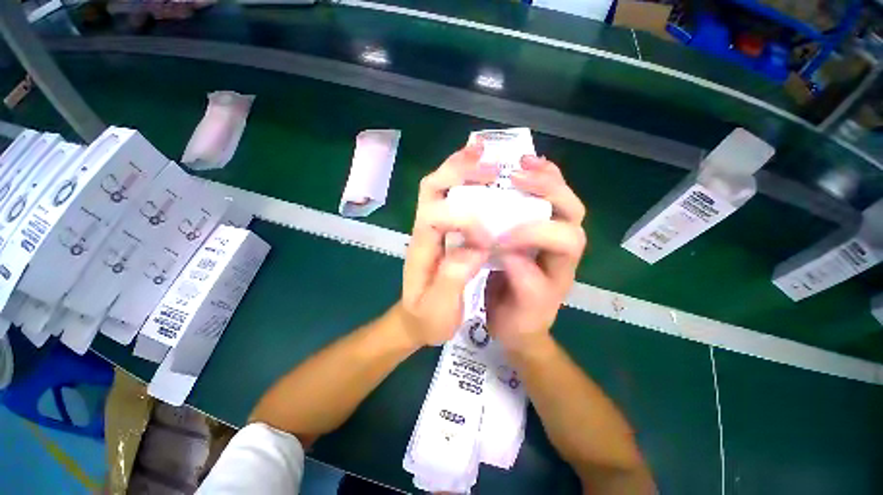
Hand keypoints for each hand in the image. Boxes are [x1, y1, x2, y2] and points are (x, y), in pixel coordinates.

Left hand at [399, 143, 497, 346]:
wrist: (415, 320)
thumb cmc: (426, 317)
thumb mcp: (438, 308)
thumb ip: (453, 278)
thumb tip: (477, 246)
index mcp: (421, 249)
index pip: (436, 217)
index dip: (464, 218)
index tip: (488, 234)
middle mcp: (424, 231)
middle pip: (432, 189)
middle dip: (456, 171)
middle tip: (485, 160)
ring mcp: (432, 228)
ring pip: (439, 188)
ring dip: (459, 169)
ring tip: (484, 157)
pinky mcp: (443, 231)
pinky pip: (451, 199)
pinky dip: (464, 182)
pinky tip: (483, 179)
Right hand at [486, 155, 586, 352]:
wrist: (519, 326)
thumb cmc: (521, 319)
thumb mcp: (522, 309)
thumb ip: (522, 280)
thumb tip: (507, 247)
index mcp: (562, 268)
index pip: (564, 239)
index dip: (534, 233)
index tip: (502, 238)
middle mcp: (563, 248)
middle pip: (571, 210)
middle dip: (549, 190)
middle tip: (518, 174)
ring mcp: (551, 237)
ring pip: (561, 200)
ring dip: (545, 178)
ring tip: (523, 162)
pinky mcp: (536, 232)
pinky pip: (542, 202)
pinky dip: (536, 183)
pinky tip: (519, 171)